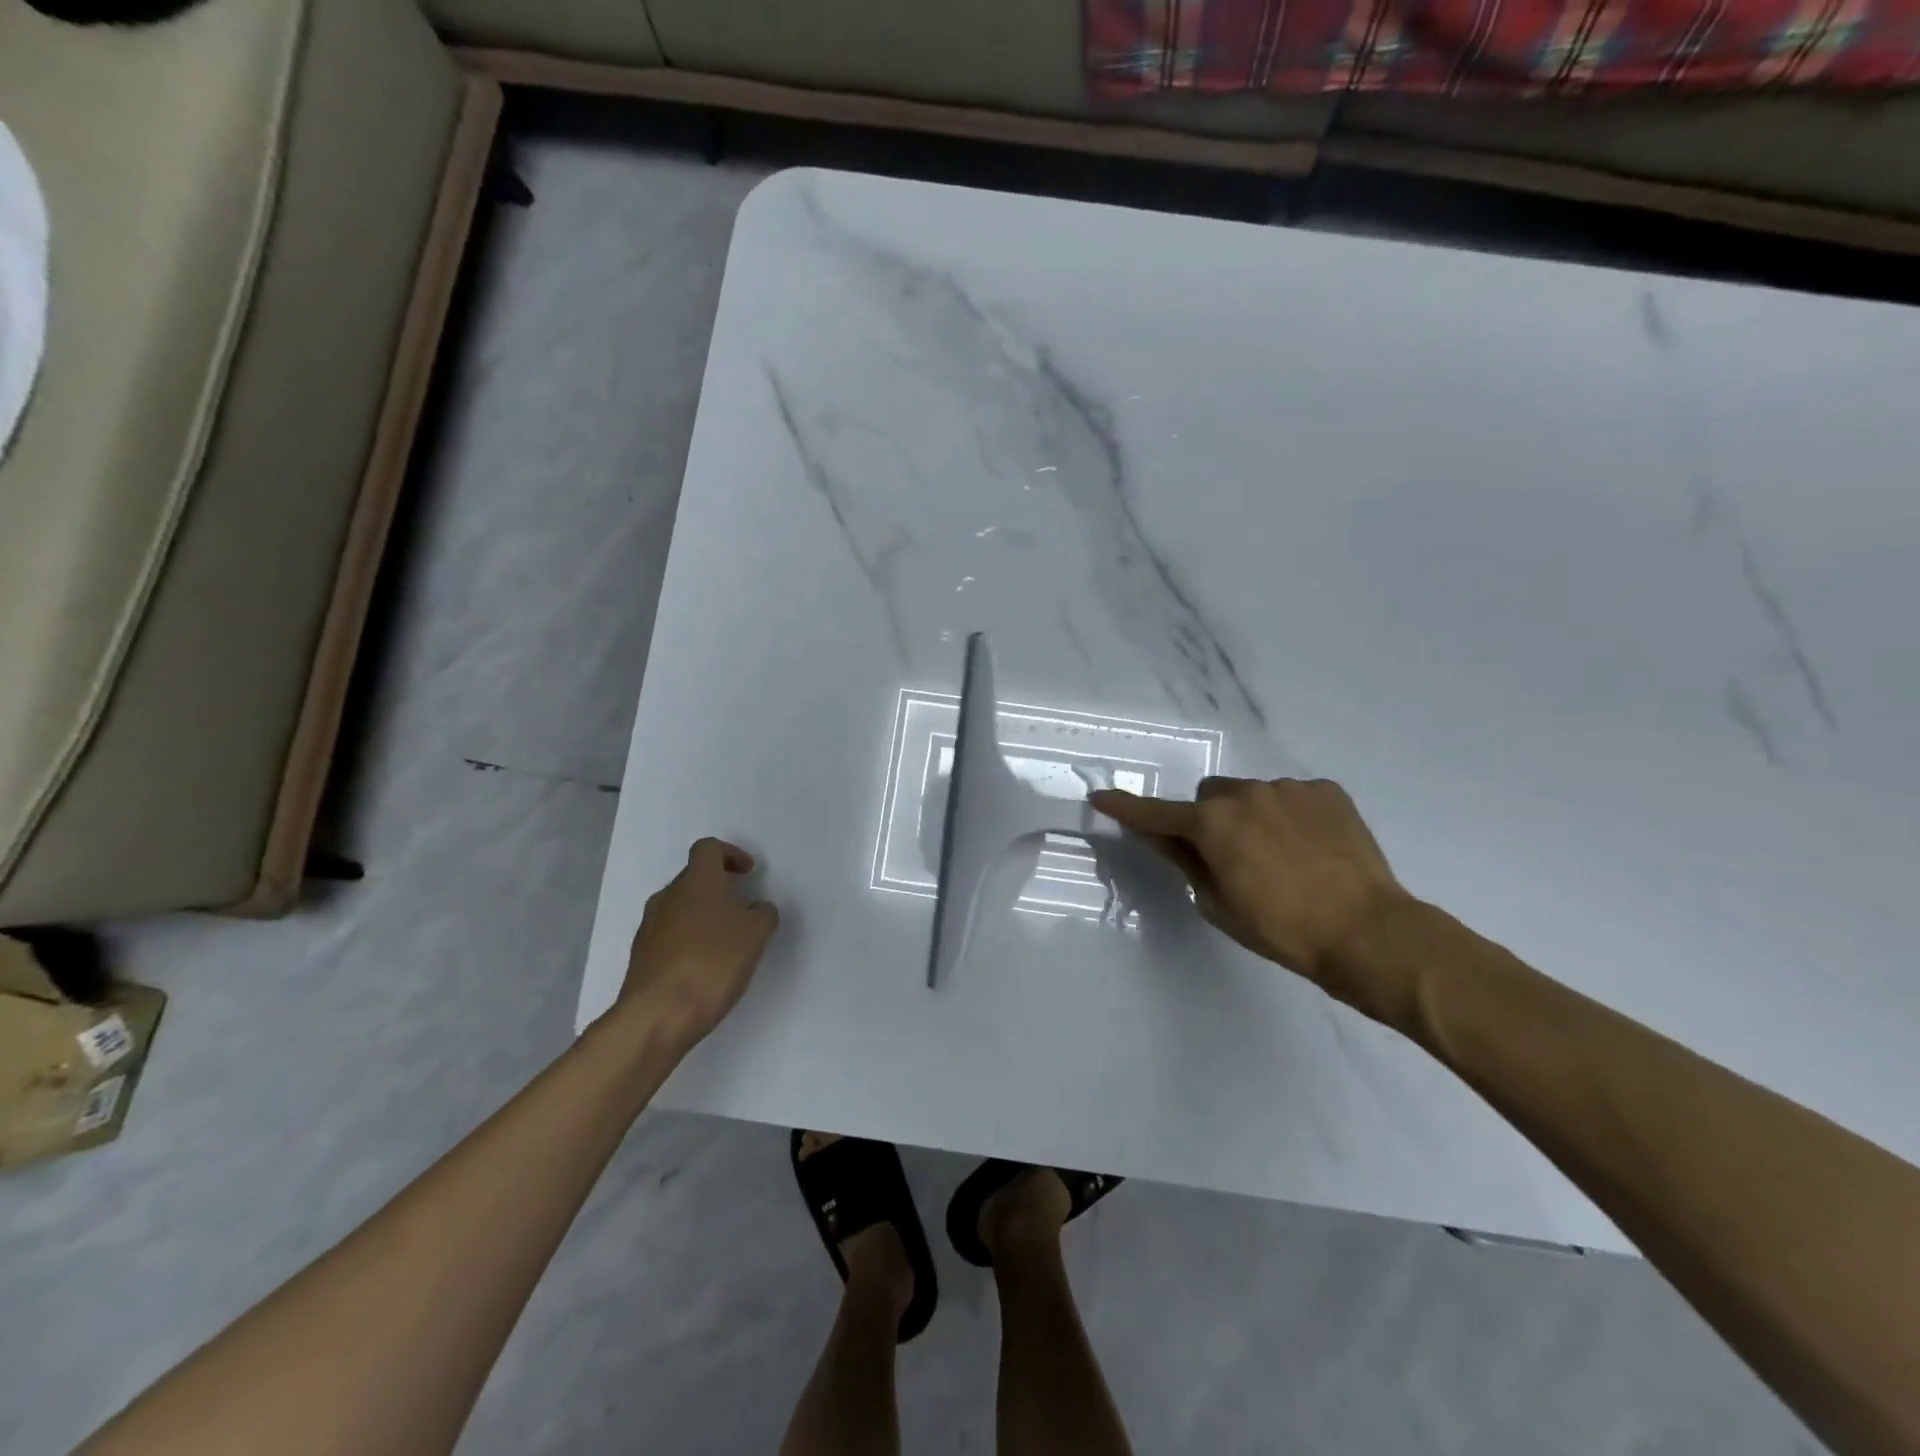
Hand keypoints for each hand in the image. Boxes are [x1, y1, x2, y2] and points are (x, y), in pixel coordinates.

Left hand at [618, 838, 779, 1048]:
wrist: (657, 1015)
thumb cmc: (713, 962)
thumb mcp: (756, 934)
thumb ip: (762, 913)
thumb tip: (756, 908)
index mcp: (697, 881)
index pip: (708, 848)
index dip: (731, 854)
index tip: (748, 874)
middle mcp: (668, 896)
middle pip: (693, 878)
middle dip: (719, 889)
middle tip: (742, 911)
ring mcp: (649, 926)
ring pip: (680, 908)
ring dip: (703, 916)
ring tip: (726, 943)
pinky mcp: (641, 956)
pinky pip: (669, 935)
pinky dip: (689, 941)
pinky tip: (704, 967)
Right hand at [1089, 778, 1409, 996]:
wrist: (1369, 932)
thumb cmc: (1282, 929)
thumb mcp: (1219, 904)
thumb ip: (1186, 862)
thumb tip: (1163, 837)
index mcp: (1212, 823)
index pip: (1156, 813)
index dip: (1126, 808)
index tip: (1101, 797)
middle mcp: (1246, 793)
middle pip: (1209, 798)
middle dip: (1209, 820)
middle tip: (1230, 857)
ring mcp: (1289, 788)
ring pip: (1251, 794)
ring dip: (1251, 816)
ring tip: (1281, 857)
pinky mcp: (1327, 791)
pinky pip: (1292, 796)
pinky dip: (1289, 816)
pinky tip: (1311, 848)